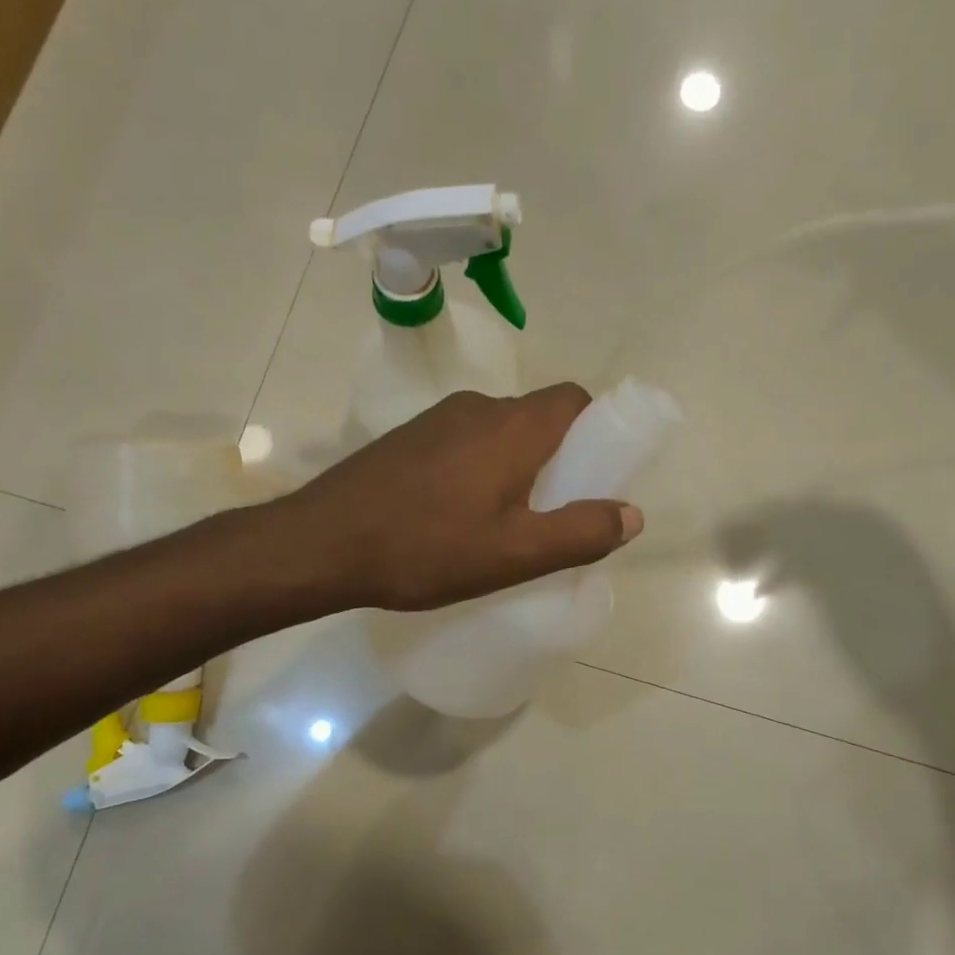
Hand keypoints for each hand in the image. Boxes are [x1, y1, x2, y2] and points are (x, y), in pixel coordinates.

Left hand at [286, 384, 643, 610]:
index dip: (597, 430)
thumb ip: (581, 532)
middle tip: (554, 513)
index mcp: (514, 427)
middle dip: (558, 457)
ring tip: (506, 523)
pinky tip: (459, 517)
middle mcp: (478, 408)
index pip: (575, 400)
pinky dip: (479, 470)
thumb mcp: (516, 553)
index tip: (596, 475)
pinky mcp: (407, 439)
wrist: (323, 543)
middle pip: (538, 417)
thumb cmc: (428, 548)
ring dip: (516, 467)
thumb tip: (632, 514)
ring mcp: (436, 420)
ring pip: (499, 432)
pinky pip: (463, 444)